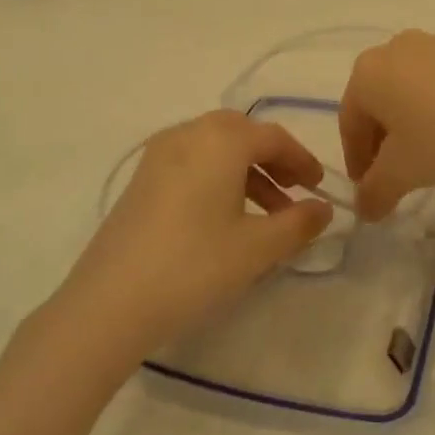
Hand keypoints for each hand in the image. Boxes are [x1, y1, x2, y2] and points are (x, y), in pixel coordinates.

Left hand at [60, 111, 333, 354]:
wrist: (111, 301)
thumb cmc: (195, 266)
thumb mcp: (258, 247)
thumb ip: (299, 223)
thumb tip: (323, 208)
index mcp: (220, 140)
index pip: (273, 137)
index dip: (302, 160)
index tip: (319, 187)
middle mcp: (188, 134)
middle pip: (241, 133)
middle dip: (272, 160)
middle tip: (293, 192)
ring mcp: (159, 155)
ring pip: (214, 148)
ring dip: (246, 171)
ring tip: (266, 215)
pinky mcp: (141, 179)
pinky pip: (191, 162)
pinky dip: (217, 178)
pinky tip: (225, 217)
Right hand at [339, 31, 434, 219]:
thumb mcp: (404, 172)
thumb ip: (375, 192)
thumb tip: (363, 209)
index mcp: (366, 74)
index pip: (348, 124)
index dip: (356, 162)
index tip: (369, 190)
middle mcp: (392, 50)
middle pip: (376, 105)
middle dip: (382, 144)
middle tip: (395, 177)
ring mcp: (432, 45)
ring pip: (407, 94)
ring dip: (410, 127)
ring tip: (429, 158)